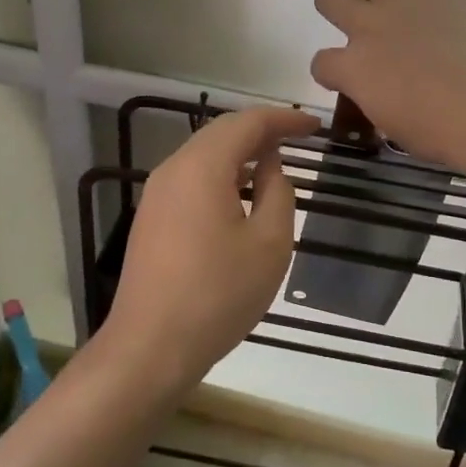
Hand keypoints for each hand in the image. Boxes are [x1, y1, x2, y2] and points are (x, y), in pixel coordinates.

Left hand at [105, 107, 318, 391]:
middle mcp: (173, 169)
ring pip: (203, 156)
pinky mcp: (151, 218)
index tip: (314, 126)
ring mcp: (157, 194)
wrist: (150, 347)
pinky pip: (191, 179)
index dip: (284, 119)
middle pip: (221, 133)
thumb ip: (277, 193)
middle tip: (297, 137)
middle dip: (260, 130)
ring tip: (273, 163)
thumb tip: (270, 166)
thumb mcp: (269, 244)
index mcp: (202, 167)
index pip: (248, 123)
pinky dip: (221, 174)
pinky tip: (239, 195)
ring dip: (239, 153)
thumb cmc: (218, 294)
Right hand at [312, 0, 465, 169]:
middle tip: (365, 23)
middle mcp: (368, 27)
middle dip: (339, 7)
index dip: (332, 70)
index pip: (321, 62)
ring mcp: (403, 1)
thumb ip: (378, 100)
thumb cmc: (443, 134)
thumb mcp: (395, 126)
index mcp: (353, 70)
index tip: (350, 78)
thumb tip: (386, 92)